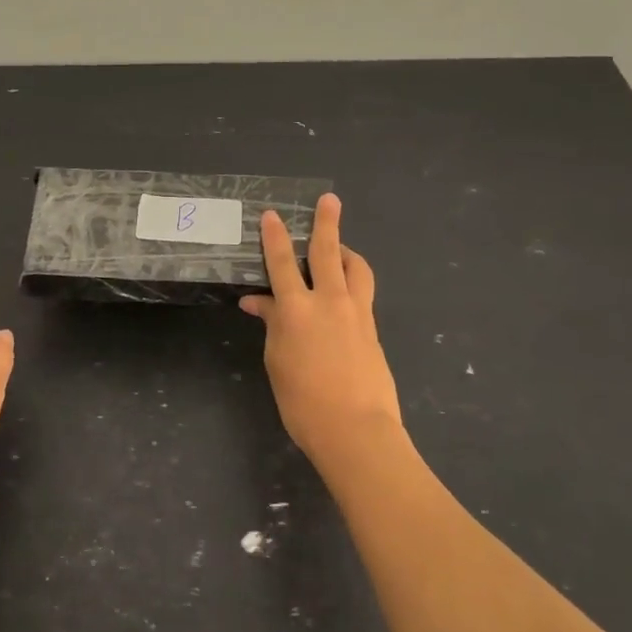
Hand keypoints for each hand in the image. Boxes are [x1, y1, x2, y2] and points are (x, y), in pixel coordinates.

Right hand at [240, 194, 402, 464]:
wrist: (356, 431)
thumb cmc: (303, 402)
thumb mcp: (277, 362)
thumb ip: (271, 325)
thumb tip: (258, 302)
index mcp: (296, 309)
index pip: (282, 262)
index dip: (275, 236)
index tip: (272, 215)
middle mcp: (329, 301)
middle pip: (328, 251)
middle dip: (326, 222)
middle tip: (330, 199)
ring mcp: (357, 313)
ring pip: (356, 268)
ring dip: (347, 252)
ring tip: (340, 248)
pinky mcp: (373, 329)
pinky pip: (363, 293)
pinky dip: (353, 282)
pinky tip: (345, 293)